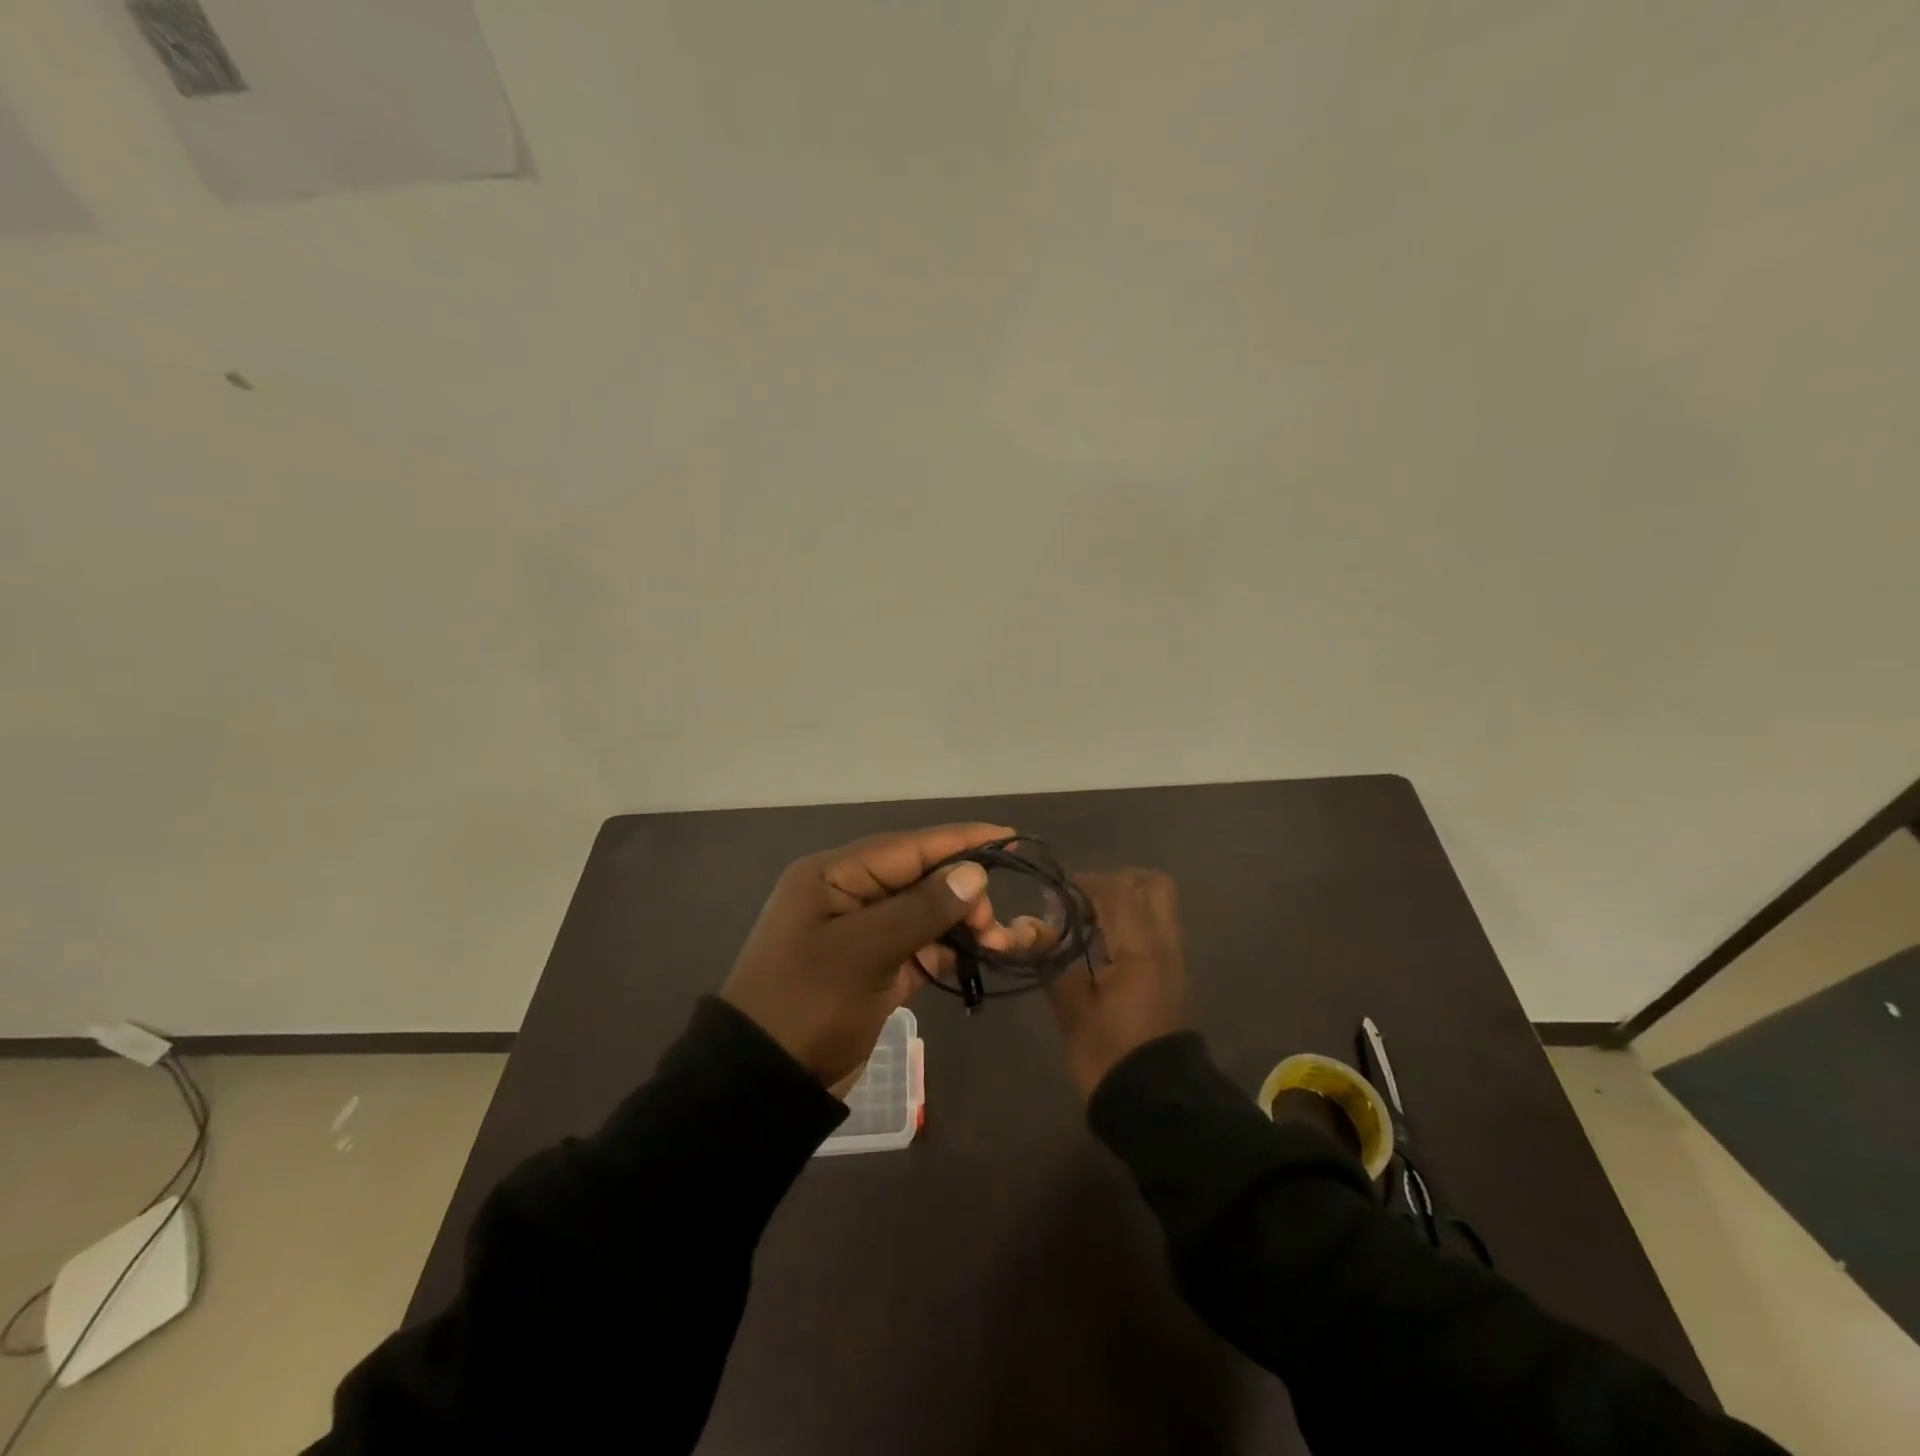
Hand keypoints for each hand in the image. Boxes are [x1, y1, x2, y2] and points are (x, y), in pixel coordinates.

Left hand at [721, 824, 1012, 1084]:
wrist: (765, 1084)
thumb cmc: (808, 1004)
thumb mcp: (864, 952)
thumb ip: (922, 909)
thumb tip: (975, 874)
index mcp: (833, 876)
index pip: (907, 847)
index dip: (958, 840)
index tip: (1007, 835)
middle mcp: (849, 895)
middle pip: (919, 878)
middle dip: (962, 892)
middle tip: (993, 923)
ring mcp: (862, 934)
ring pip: (924, 913)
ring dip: (960, 923)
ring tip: (996, 942)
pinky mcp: (874, 968)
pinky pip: (919, 946)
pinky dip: (947, 950)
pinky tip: (978, 956)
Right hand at [1045, 869, 1187, 1099]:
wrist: (1158, 1106)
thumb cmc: (1110, 1057)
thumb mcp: (1073, 1010)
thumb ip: (1053, 961)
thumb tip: (1028, 927)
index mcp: (1139, 949)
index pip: (1116, 891)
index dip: (1085, 883)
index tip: (1057, 894)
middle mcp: (1164, 944)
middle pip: (1152, 885)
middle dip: (1117, 882)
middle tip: (1085, 900)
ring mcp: (1175, 959)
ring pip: (1160, 904)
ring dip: (1128, 900)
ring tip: (1093, 921)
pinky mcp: (1176, 975)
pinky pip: (1160, 927)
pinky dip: (1136, 920)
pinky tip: (1108, 944)